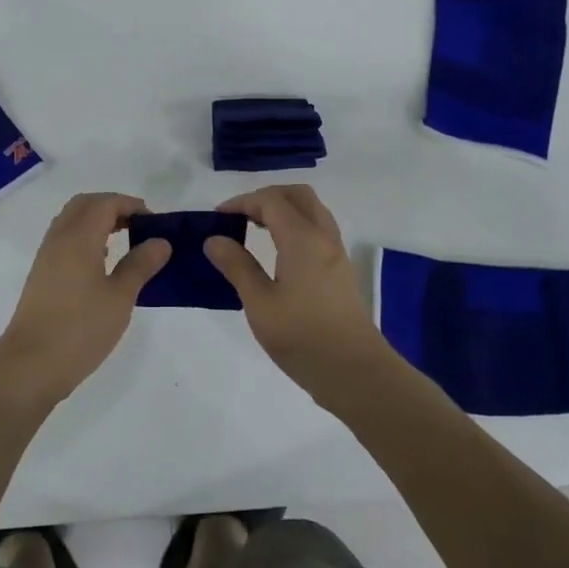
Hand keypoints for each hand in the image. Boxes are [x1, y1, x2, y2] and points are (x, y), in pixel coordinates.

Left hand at [0, 193, 170, 406]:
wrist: (31, 364)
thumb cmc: (80, 329)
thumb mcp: (120, 297)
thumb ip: (140, 265)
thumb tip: (160, 242)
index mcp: (78, 237)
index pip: (105, 203)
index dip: (131, 205)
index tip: (155, 222)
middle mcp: (59, 238)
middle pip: (85, 205)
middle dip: (113, 207)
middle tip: (139, 226)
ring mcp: (46, 256)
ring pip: (72, 221)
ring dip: (97, 221)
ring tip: (124, 243)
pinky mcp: (41, 274)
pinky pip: (64, 239)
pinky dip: (85, 238)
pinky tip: (101, 264)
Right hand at [205, 184, 390, 395]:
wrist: (355, 372)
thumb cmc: (303, 337)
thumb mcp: (260, 304)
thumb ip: (237, 266)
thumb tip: (214, 239)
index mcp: (303, 239)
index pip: (270, 200)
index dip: (241, 201)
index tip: (217, 217)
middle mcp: (323, 237)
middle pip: (297, 195)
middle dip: (266, 197)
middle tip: (240, 216)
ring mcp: (336, 253)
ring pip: (311, 210)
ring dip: (283, 209)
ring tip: (255, 228)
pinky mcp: (341, 270)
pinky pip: (318, 229)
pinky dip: (295, 225)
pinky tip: (278, 250)